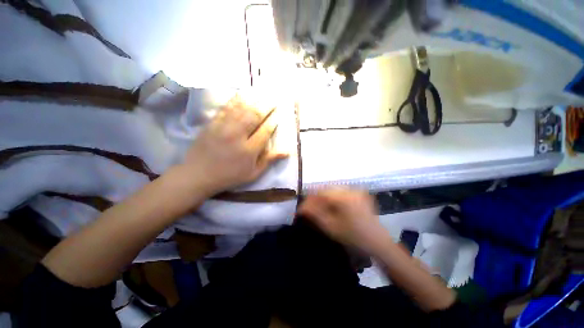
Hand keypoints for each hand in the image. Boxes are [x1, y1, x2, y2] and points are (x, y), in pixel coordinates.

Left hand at [176, 97, 287, 195]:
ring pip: (242, 109)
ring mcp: (223, 127)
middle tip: (274, 99)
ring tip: (263, 93)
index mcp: (249, 150)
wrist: (198, 174)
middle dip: (266, 106)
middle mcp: (238, 135)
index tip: (279, 114)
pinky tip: (243, 93)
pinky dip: (236, 99)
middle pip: (255, 116)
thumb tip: (287, 152)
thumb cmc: (230, 176)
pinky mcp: (212, 123)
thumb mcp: (253, 173)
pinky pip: (226, 108)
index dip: (273, 121)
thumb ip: (269, 160)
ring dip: (254, 100)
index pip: (265, 131)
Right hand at [298, 189, 387, 252]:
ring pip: (333, 190)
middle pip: (326, 189)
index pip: (319, 192)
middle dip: (316, 198)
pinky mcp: (359, 193)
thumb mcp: (331, 227)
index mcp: (343, 197)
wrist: (378, 242)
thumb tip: (301, 207)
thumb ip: (315, 214)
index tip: (302, 208)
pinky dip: (333, 198)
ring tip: (319, 209)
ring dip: (324, 198)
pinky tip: (332, 207)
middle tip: (310, 209)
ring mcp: (356, 190)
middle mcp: (349, 189)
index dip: (309, 199)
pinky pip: (341, 192)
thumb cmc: (353, 237)